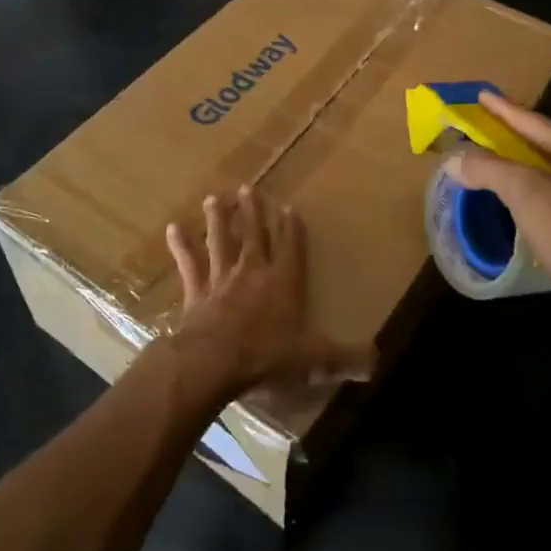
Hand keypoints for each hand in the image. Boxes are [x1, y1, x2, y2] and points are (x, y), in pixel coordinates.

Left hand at [163, 187, 372, 399]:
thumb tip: (377, 360)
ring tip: (213, 198)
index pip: (291, 249)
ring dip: (217, 219)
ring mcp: (222, 278)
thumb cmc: (267, 356)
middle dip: (252, 212)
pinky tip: (173, 228)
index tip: (289, 208)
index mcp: (284, 283)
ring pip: (220, 241)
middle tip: (247, 189)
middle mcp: (253, 272)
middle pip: (254, 235)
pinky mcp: (197, 290)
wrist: (215, 359)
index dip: (291, 229)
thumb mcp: (313, 360)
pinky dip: (181, 246)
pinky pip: (189, 263)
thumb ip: (344, 358)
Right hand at [447, 92, 550, 308]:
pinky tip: (547, 206)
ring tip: (518, 168)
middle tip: (498, 132)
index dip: (507, 112)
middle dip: (526, 142)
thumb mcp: (525, 196)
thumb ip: (489, 169)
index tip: (484, 95)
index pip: (542, 126)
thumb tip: (455, 160)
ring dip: (543, 171)